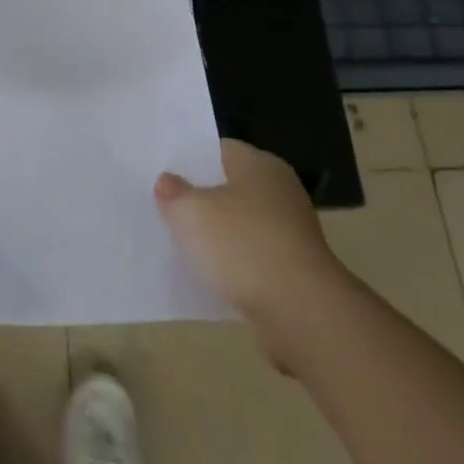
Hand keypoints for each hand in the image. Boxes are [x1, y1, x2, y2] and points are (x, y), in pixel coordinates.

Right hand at [156, 139, 345, 361]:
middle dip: (201, 198)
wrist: (301, 313)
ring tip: (181, 244)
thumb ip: (174, 193)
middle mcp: (280, 191)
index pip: (219, 150)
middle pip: (230, 187)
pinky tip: (209, 277)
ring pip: (241, 225)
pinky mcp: (294, 271)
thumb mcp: (191, 213)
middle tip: (165, 207)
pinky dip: (233, 265)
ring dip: (217, 236)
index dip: (189, 159)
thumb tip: (168, 182)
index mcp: (260, 164)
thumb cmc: (243, 246)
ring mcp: (290, 233)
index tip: (162, 172)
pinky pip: (252, 258)